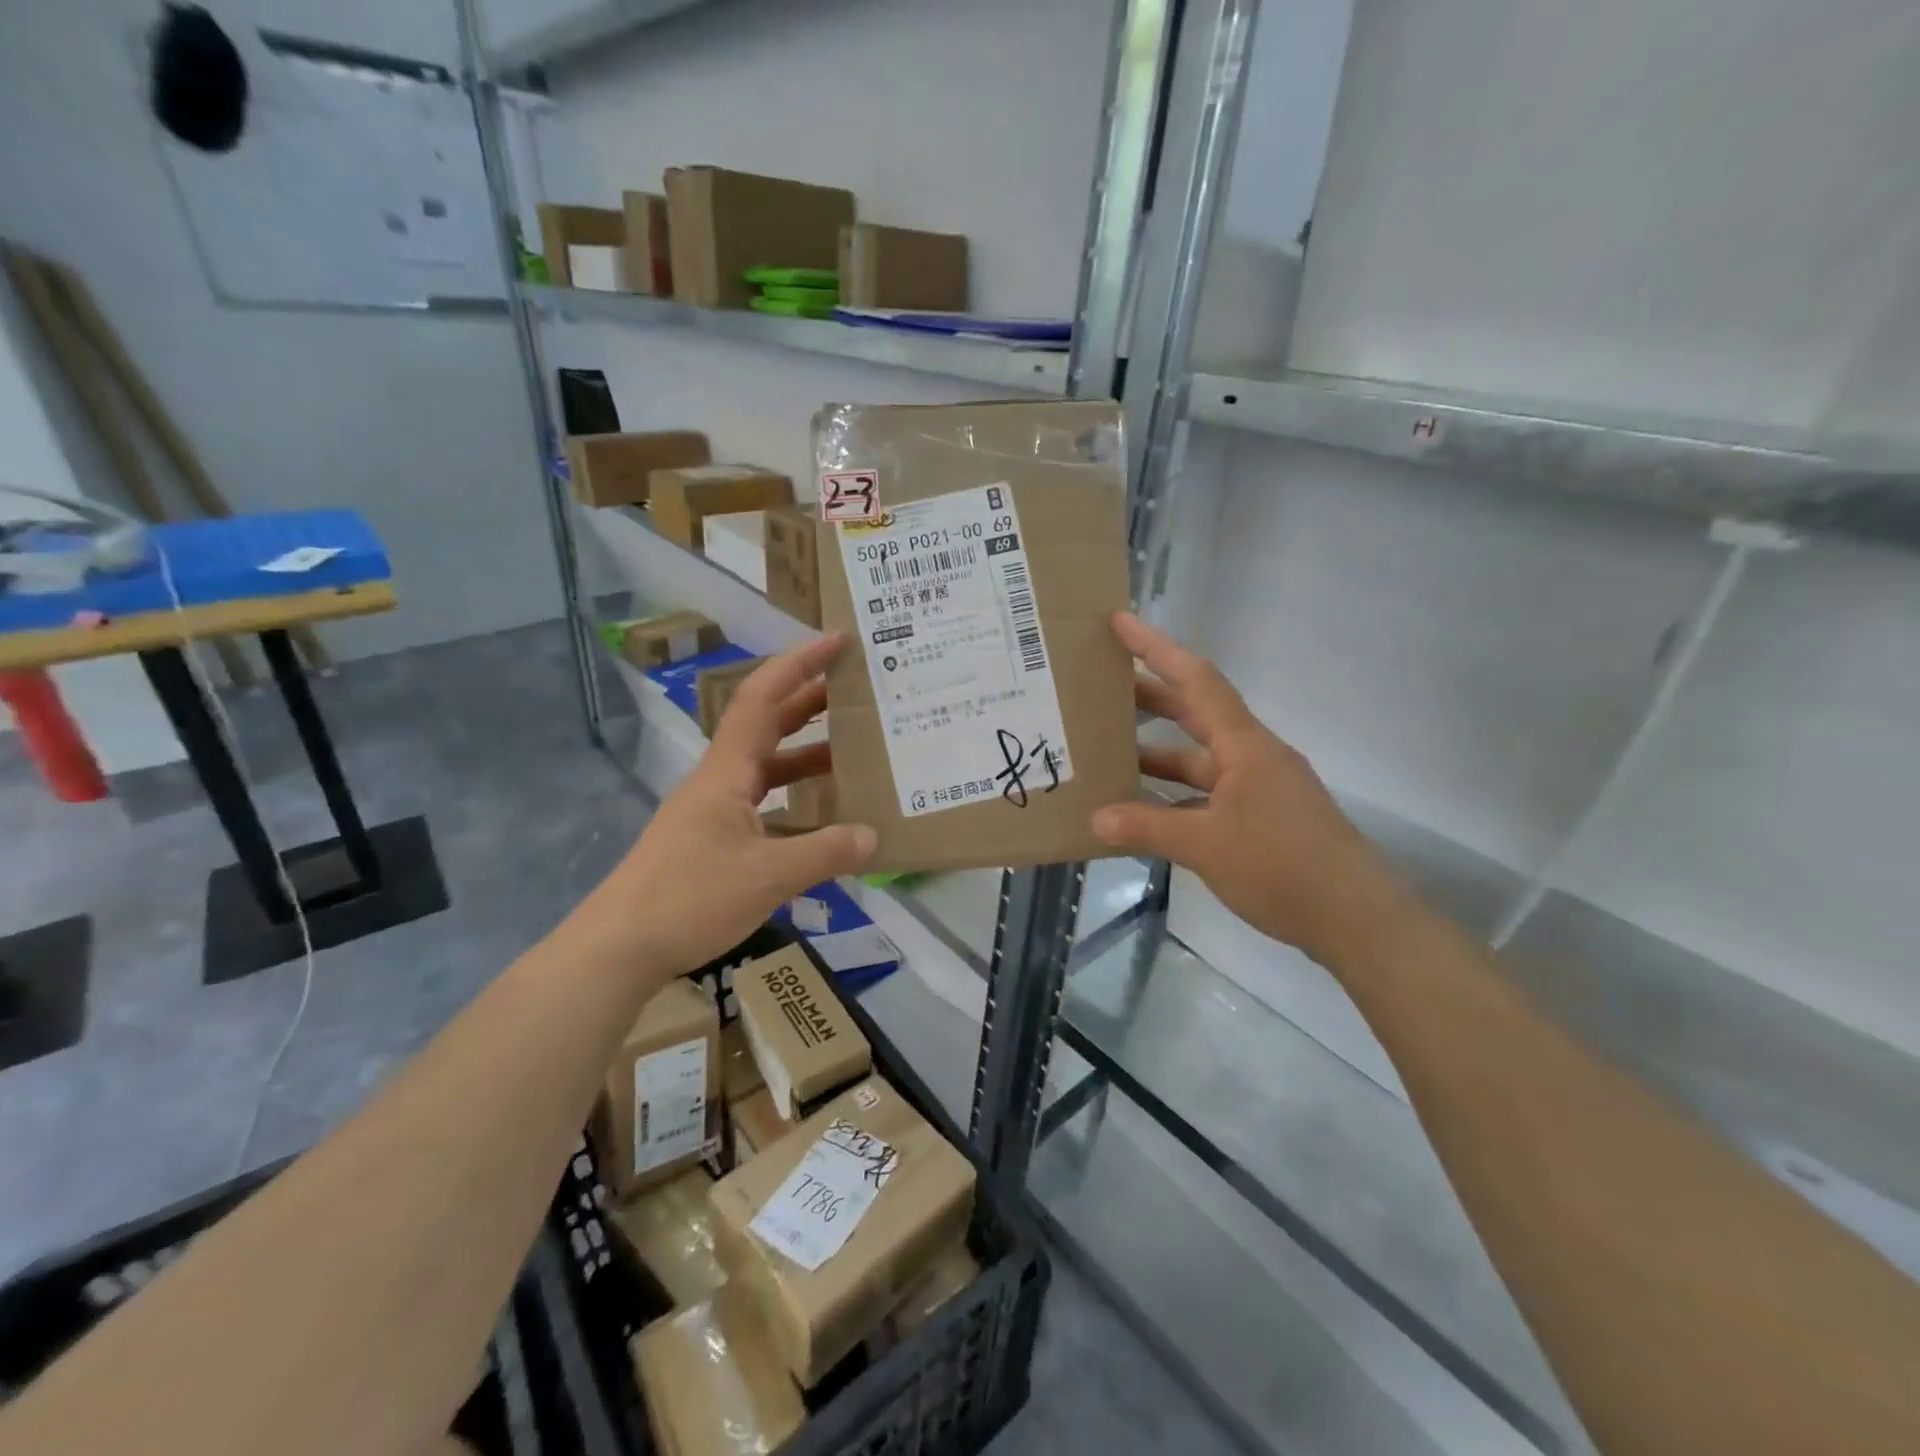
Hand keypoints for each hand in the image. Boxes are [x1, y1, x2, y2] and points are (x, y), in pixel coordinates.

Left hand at [594, 635, 876, 973]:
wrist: (617, 948)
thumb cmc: (689, 897)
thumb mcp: (768, 875)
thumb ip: (825, 852)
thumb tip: (874, 837)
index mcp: (727, 771)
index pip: (764, 698)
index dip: (800, 664)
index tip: (837, 642)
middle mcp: (720, 781)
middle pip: (767, 725)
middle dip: (810, 701)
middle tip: (857, 692)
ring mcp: (713, 812)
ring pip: (766, 768)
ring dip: (806, 754)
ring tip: (853, 753)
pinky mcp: (711, 841)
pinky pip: (763, 805)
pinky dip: (795, 801)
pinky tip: (822, 821)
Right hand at [1090, 613, 1407, 972]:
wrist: (1356, 918)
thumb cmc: (1282, 866)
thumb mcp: (1206, 846)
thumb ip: (1147, 828)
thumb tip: (1096, 819)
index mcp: (1244, 746)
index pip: (1196, 680)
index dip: (1156, 648)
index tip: (1119, 623)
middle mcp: (1252, 756)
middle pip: (1195, 712)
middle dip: (1149, 696)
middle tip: (1101, 686)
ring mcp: (1259, 788)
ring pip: (1198, 758)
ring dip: (1157, 753)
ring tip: (1108, 751)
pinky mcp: (1262, 818)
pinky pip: (1207, 793)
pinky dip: (1174, 796)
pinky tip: (1143, 809)